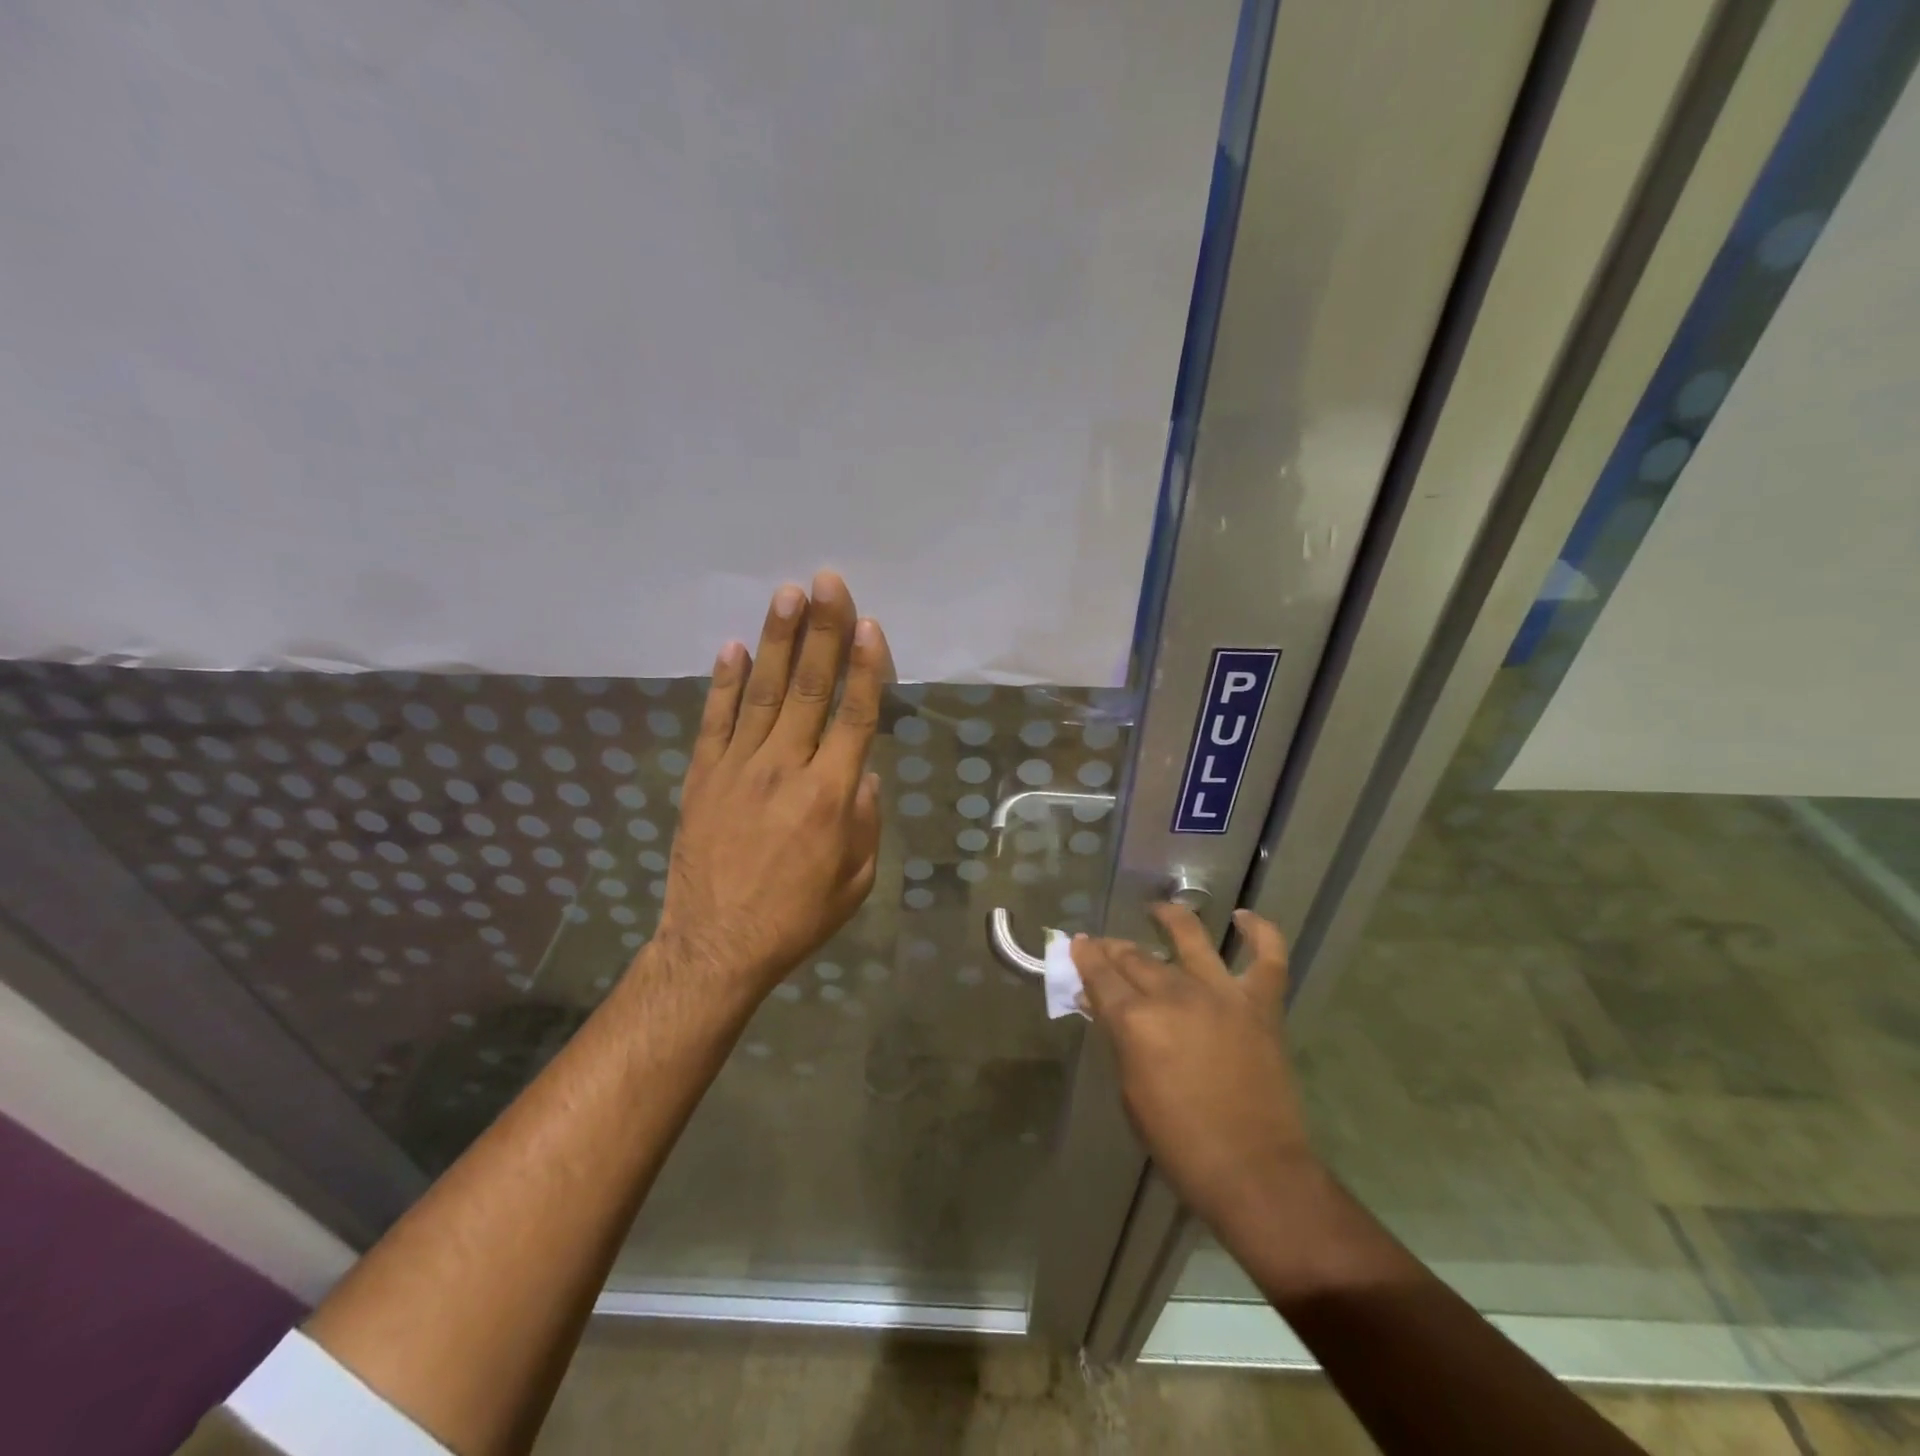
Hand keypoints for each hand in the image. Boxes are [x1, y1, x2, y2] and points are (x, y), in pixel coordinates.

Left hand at [652, 570, 892, 1003]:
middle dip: (821, 631)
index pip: (854, 716)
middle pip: (809, 688)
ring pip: (764, 693)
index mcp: (830, 796)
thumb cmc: (797, 917)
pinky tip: (734, 647)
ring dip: (777, 640)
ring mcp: (738, 768)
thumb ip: (866, 819)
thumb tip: (861, 770)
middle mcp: (785, 769)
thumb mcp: (857, 880)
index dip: (865, 667)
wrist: (717, 946)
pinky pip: (716, 720)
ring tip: (787, 594)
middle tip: (827, 582)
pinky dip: (725, 682)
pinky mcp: (703, 776)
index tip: (869, 624)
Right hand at [1073, 905, 1315, 1231]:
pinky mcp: (1261, 1005)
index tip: (1078, 944)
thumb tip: (1103, 1006)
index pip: (1100, 975)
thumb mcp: (1131, 1092)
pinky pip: (1268, 958)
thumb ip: (1118, 1039)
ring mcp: (1222, 994)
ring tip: (1159, 909)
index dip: (1085, 957)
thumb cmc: (1180, 1143)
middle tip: (1106, 946)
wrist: (1254, 1173)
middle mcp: (1175, 994)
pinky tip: (1244, 918)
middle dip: (1114, 948)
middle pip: (1136, 957)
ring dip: (1170, 918)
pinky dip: (1260, 933)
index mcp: (1136, 1020)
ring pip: (1190, 939)